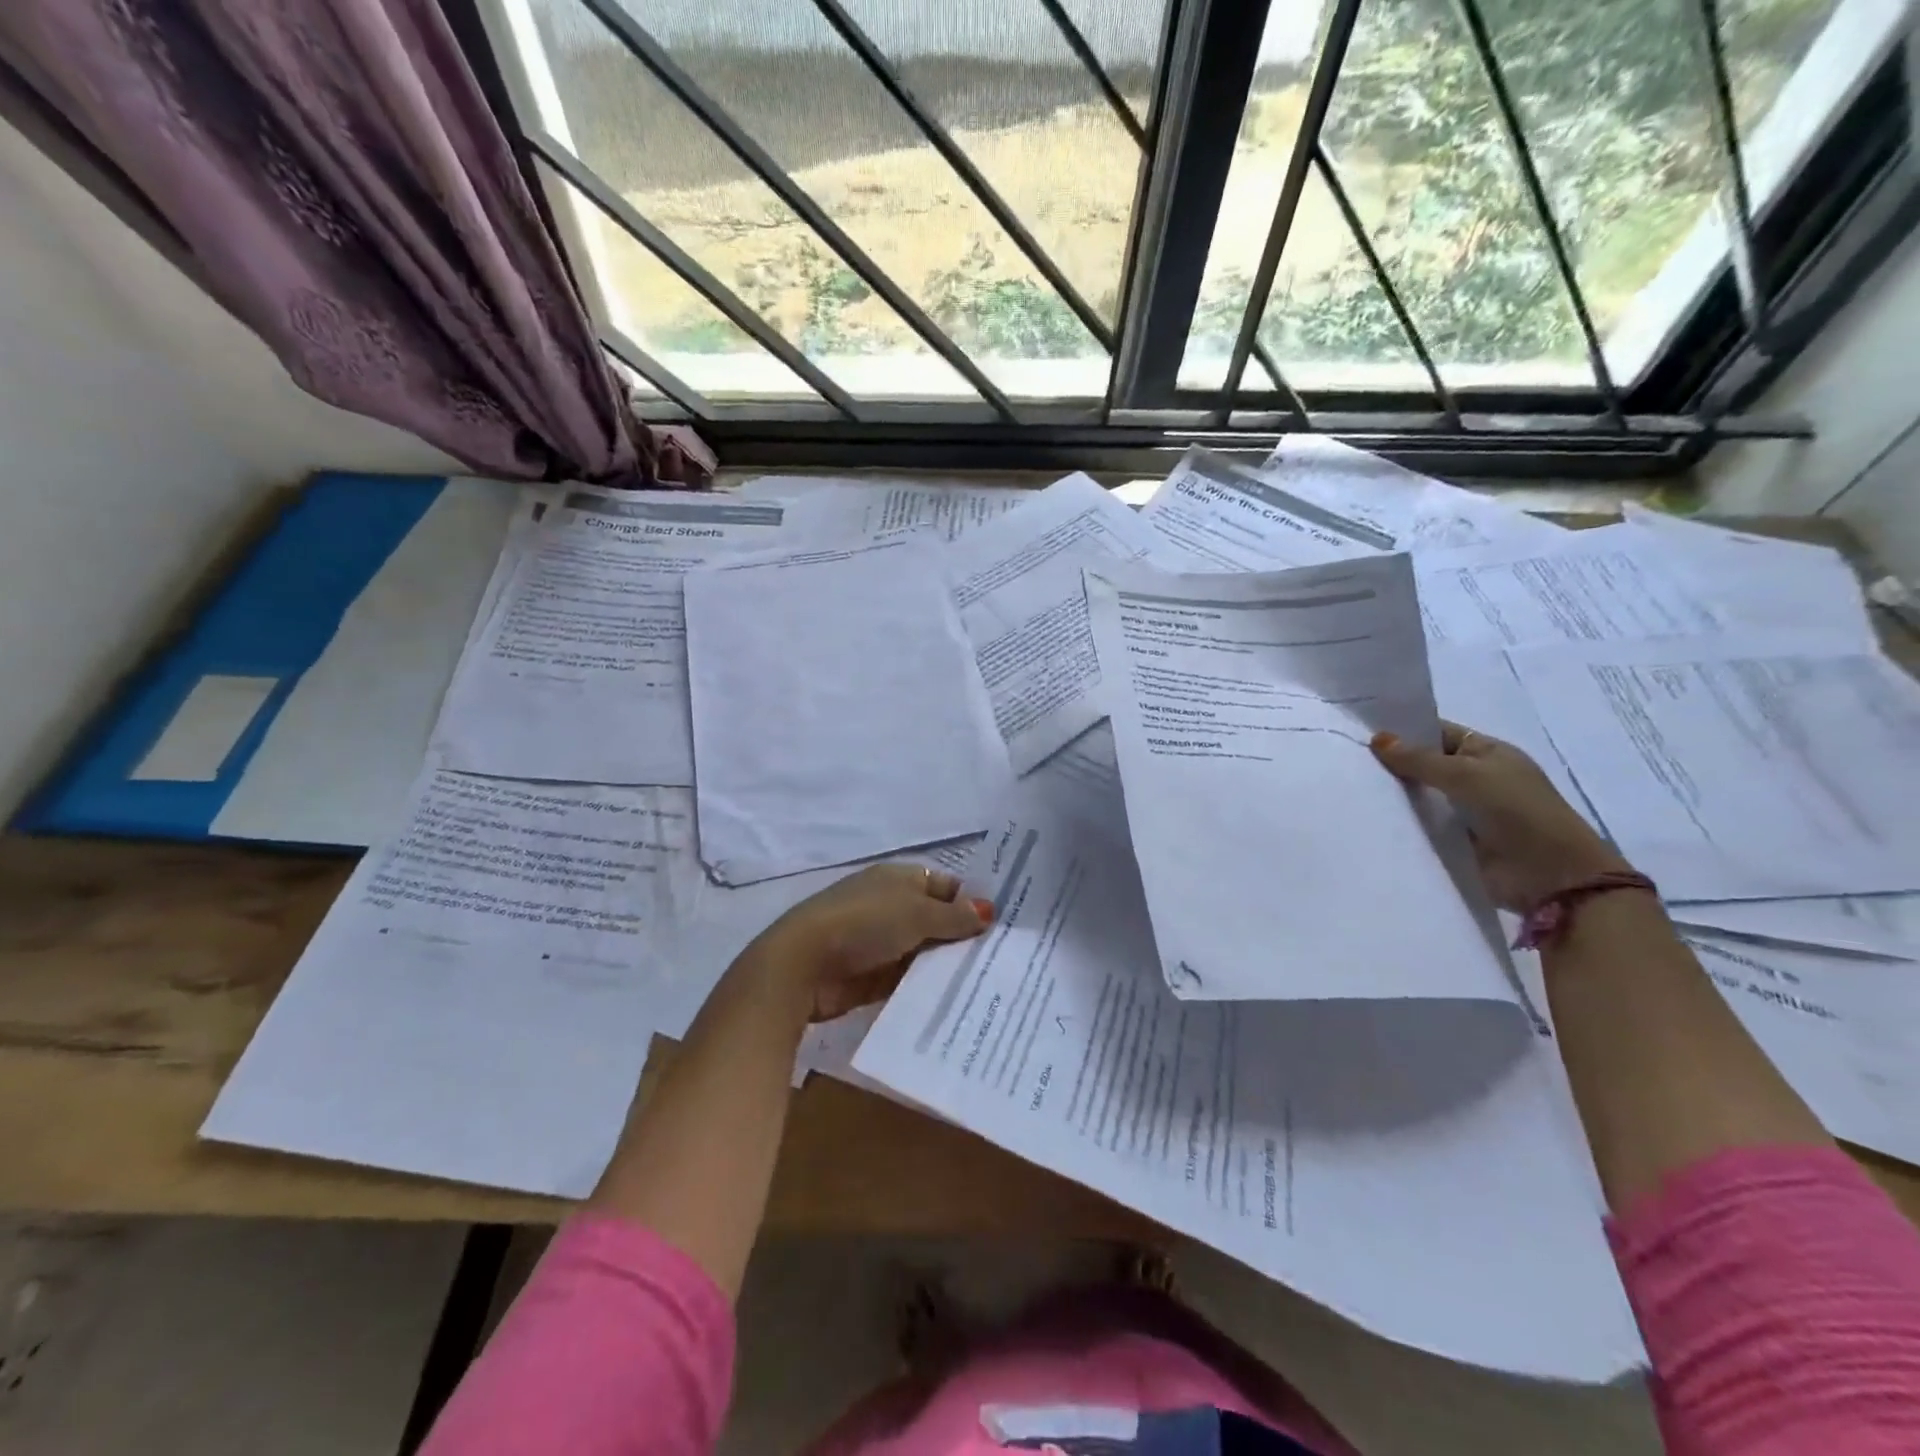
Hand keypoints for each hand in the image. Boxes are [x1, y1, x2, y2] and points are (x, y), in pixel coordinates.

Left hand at [742, 864, 994, 1022]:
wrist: (804, 964)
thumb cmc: (864, 923)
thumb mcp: (916, 913)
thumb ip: (954, 916)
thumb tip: (989, 911)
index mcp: (900, 879)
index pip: (947, 887)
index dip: (973, 903)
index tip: (1006, 926)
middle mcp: (893, 906)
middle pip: (938, 921)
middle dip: (965, 938)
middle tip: (1008, 960)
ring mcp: (882, 943)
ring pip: (926, 952)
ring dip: (948, 966)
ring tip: (992, 985)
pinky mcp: (874, 977)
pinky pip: (910, 980)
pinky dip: (928, 988)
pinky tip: (960, 1002)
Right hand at [1371, 722, 1631, 913]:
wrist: (1549, 876)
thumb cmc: (1515, 810)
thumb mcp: (1466, 774)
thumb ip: (1419, 759)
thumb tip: (1377, 739)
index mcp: (1487, 752)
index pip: (1437, 733)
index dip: (1404, 730)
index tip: (1360, 731)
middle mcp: (1476, 777)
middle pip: (1425, 764)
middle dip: (1392, 763)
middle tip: (1346, 760)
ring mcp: (1465, 810)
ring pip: (1420, 795)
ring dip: (1393, 794)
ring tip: (1350, 787)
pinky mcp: (1454, 840)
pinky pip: (1421, 824)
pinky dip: (1400, 821)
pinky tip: (1368, 816)